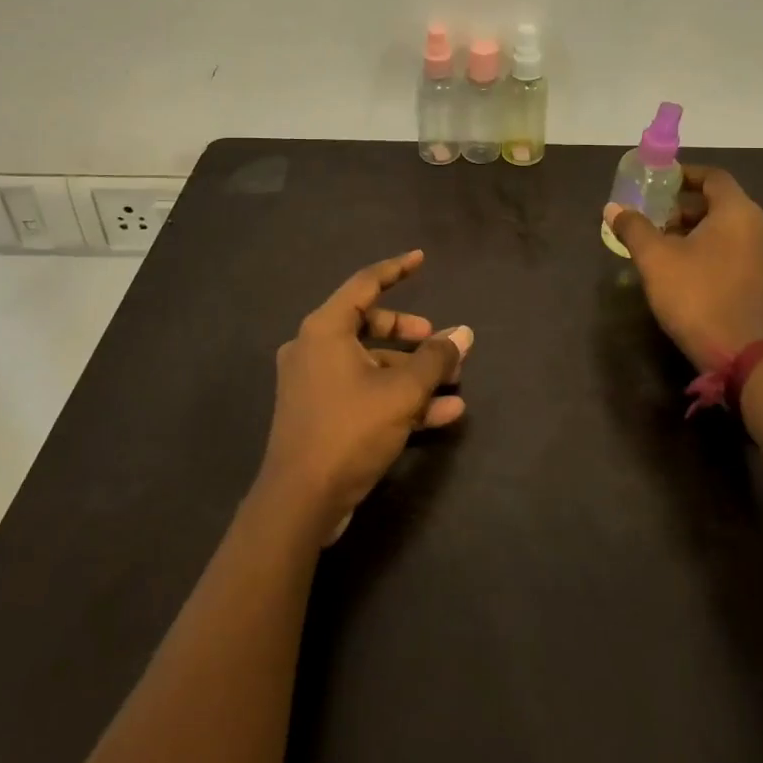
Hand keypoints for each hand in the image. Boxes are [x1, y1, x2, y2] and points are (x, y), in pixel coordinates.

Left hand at [259, 249, 471, 543]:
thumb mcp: (401, 392)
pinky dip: (398, 397)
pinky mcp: (320, 414)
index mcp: (325, 329)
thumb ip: (435, 359)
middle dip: (411, 334)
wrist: (299, 503)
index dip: (396, 269)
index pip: (365, 284)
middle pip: (370, 325)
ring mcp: (314, 383)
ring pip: (371, 364)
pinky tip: (442, 414)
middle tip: (439, 340)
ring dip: (412, 372)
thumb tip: (463, 334)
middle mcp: (314, 348)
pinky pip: (365, 392)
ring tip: (453, 384)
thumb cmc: (349, 431)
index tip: (421, 258)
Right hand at [604, 166, 762, 372]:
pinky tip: (696, 273)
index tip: (661, 183)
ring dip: (703, 232)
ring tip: (671, 248)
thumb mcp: (655, 259)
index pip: (713, 177)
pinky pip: (744, 254)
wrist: (743, 358)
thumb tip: (613, 207)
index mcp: (739, 212)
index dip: (685, 176)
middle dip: (688, 209)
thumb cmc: (697, 297)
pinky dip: (720, 252)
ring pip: (734, 231)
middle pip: (723, 204)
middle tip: (658, 221)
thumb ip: (634, 227)